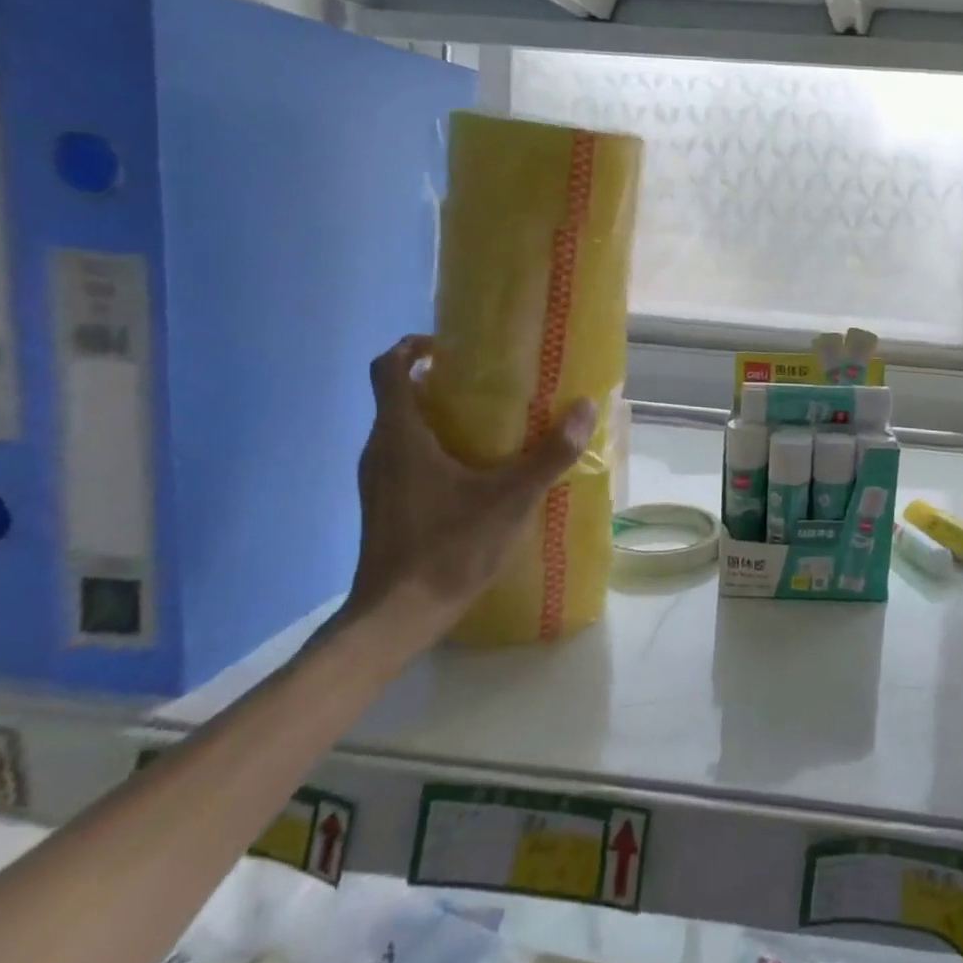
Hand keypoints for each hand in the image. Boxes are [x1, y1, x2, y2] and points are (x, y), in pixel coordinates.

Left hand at [345, 335, 593, 639]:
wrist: (396, 617)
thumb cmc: (448, 548)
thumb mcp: (511, 498)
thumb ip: (550, 453)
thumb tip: (585, 408)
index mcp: (400, 436)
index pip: (388, 368)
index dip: (413, 345)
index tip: (452, 345)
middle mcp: (379, 450)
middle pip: (398, 395)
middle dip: (438, 380)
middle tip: (488, 382)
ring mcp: (377, 479)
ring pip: (402, 427)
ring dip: (437, 414)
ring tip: (489, 422)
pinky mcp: (384, 503)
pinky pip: (405, 456)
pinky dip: (434, 446)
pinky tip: (475, 470)